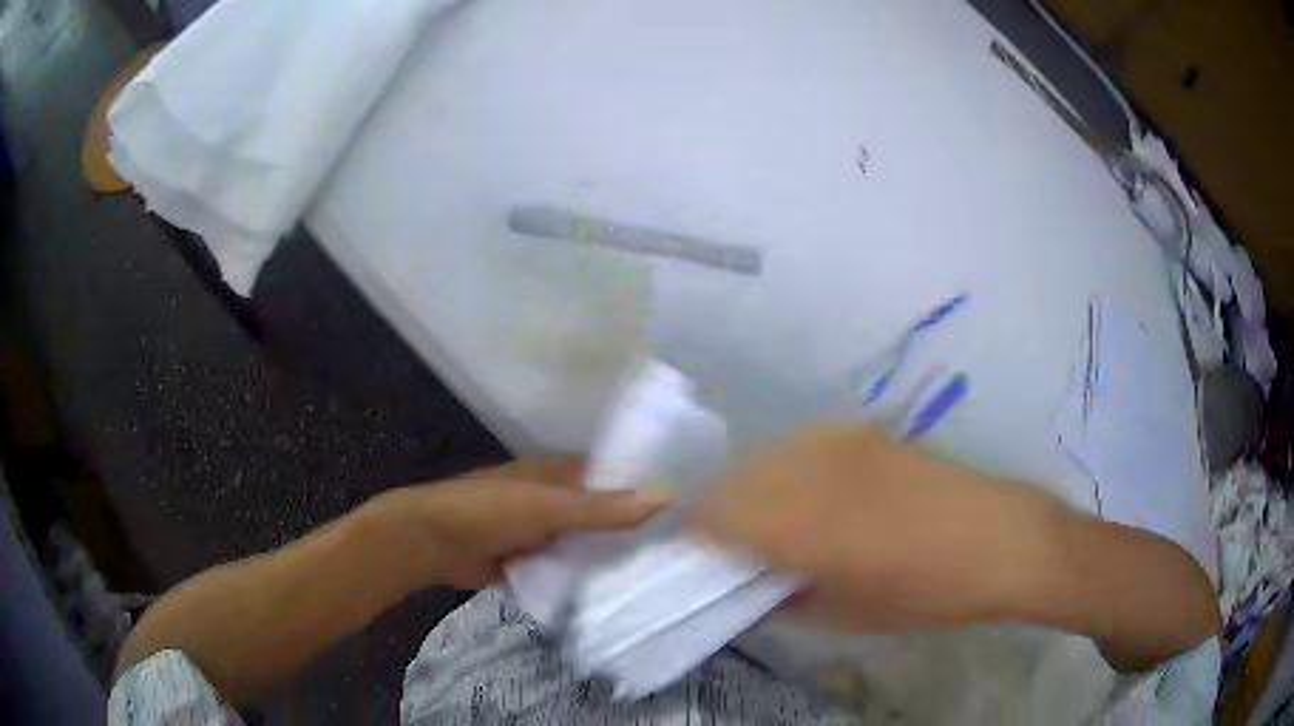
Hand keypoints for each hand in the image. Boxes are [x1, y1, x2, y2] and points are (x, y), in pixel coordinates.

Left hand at [366, 460, 671, 589]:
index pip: (612, 478)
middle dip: (631, 530)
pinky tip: (617, 592)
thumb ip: (605, 508)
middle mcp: (554, 499)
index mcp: (558, 473)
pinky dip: (584, 576)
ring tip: (660, 573)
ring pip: (585, 543)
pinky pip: (566, 567)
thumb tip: (669, 495)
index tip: (686, 511)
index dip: (644, 490)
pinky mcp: (531, 560)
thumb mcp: (550, 506)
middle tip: (682, 550)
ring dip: (609, 556)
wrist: (433, 543)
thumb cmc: (490, 511)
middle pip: (600, 514)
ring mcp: (541, 532)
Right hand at [689, 426, 1055, 633]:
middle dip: (715, 514)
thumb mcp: (842, 616)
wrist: (998, 538)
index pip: (713, 517)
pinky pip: (798, 447)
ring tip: (762, 523)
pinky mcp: (862, 432)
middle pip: (731, 481)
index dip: (689, 535)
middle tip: (724, 548)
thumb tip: (748, 582)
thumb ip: (781, 597)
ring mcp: (838, 442)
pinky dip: (783, 472)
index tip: (686, 556)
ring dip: (748, 491)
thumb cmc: (924, 593)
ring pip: (762, 458)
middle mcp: (810, 469)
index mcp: (801, 523)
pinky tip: (805, 496)